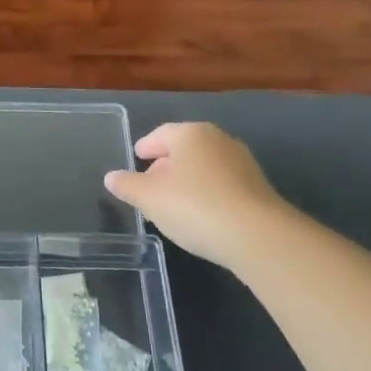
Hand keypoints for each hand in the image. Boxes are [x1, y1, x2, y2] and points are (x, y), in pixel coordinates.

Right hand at [104, 122, 287, 265]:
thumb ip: (128, 185)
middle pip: (185, 150)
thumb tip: (111, 177)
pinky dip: (208, 195)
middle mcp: (218, 140)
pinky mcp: (259, 190)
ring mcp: (243, 164)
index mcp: (190, 133)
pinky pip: (223, 186)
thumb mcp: (149, 198)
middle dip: (166, 166)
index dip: (146, 146)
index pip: (161, 134)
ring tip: (174, 205)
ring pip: (205, 168)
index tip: (137, 157)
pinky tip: (201, 217)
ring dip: (188, 182)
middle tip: (151, 185)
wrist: (258, 236)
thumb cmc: (194, 206)